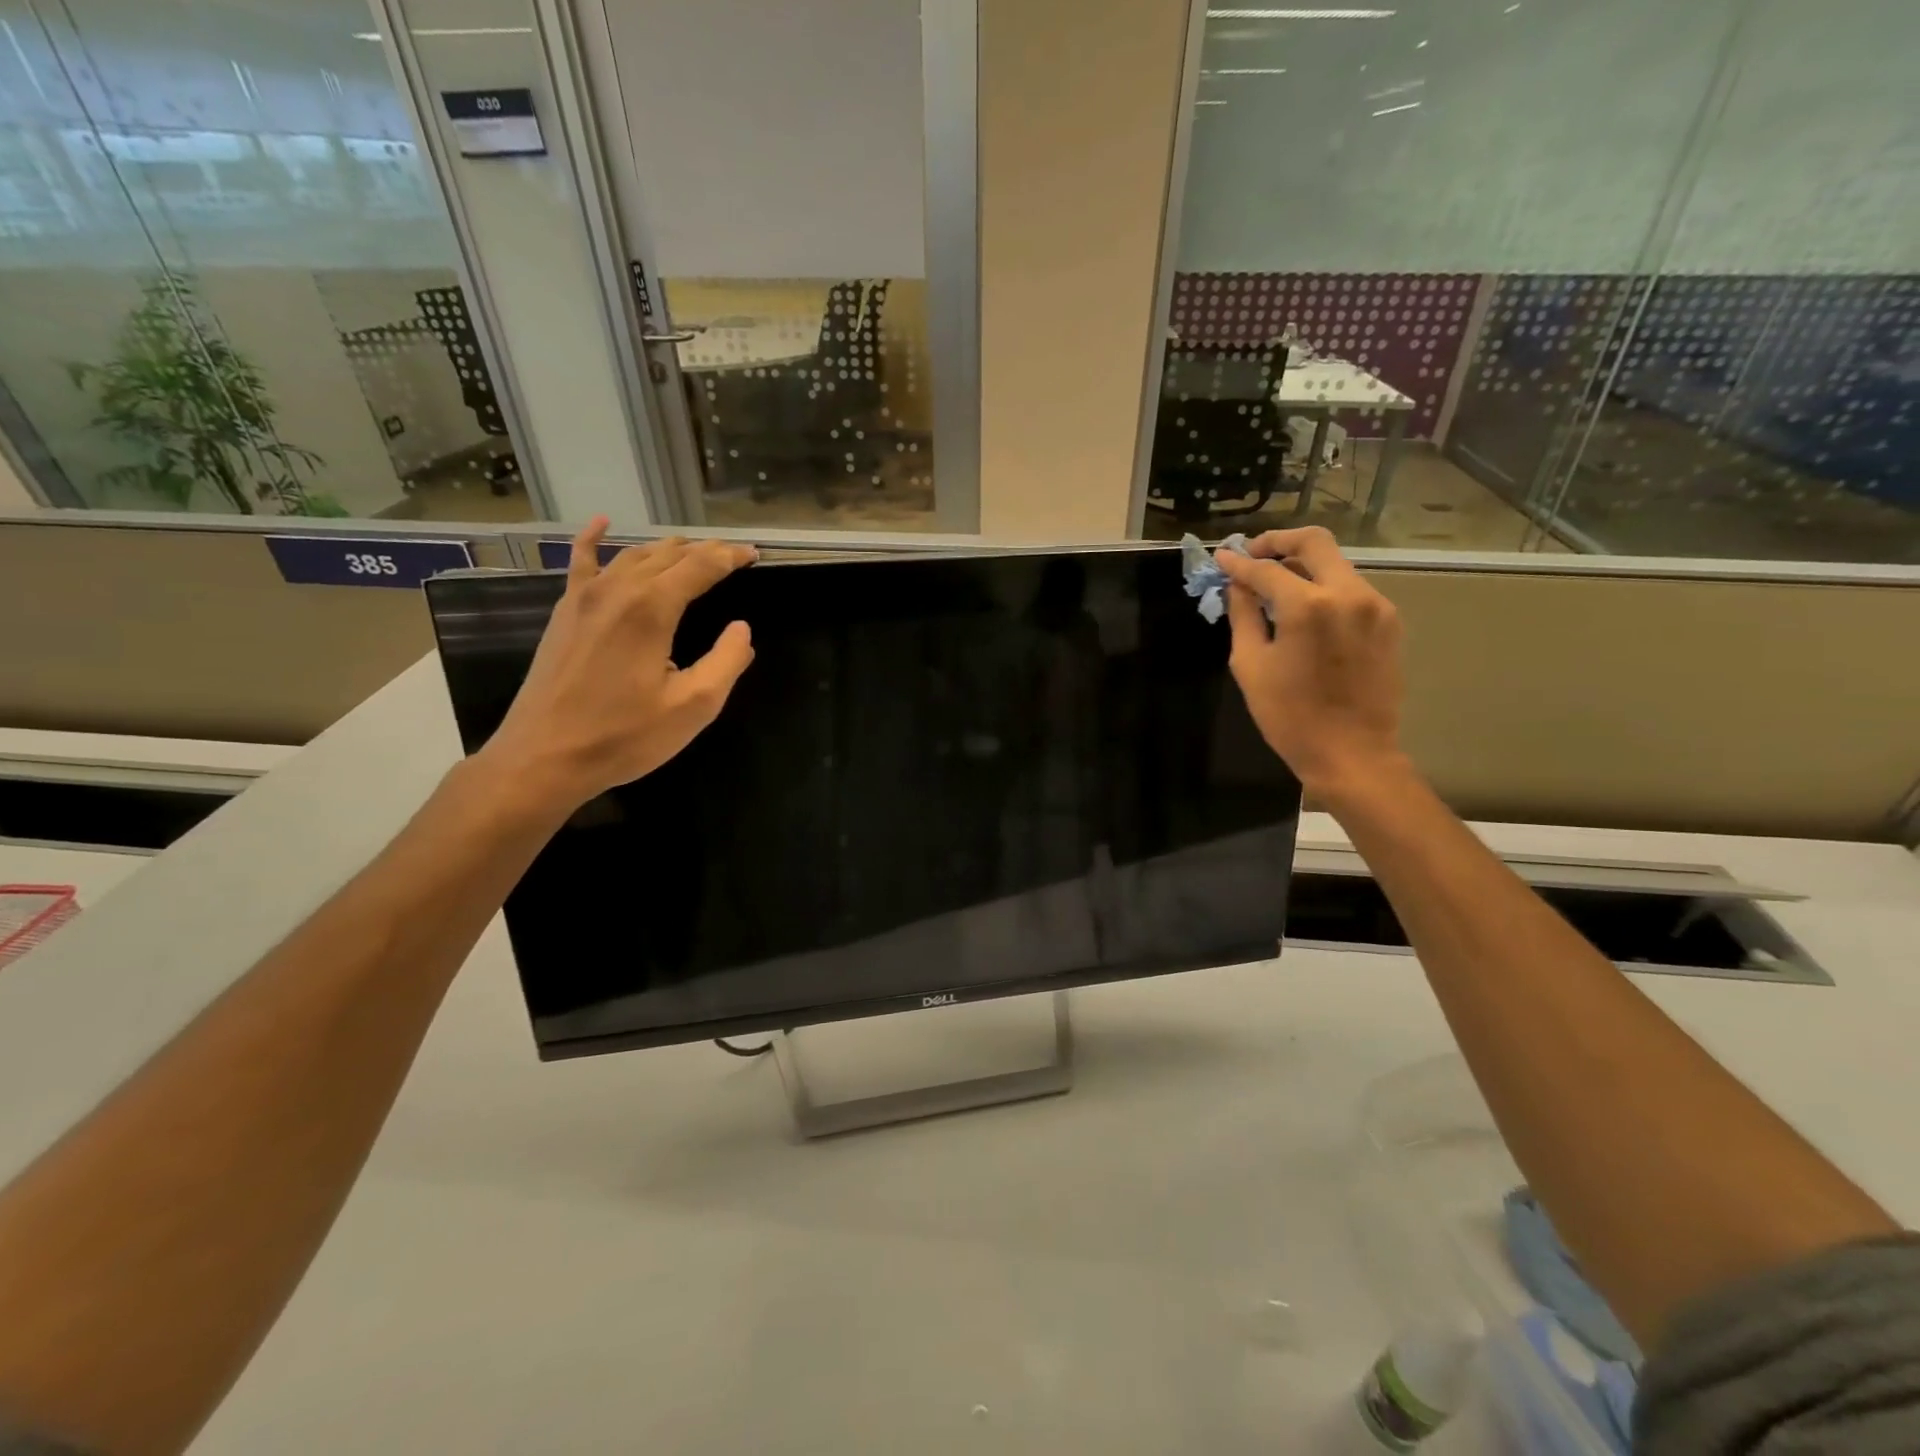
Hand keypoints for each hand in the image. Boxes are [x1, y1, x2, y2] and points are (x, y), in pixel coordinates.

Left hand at [478, 518, 756, 809]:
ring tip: (692, 553)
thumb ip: (726, 662)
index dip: (731, 557)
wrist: (544, 757)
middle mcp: (617, 590)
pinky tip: (601, 524)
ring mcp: (584, 597)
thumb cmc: (624, 736)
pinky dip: (594, 540)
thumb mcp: (693, 707)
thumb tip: (741, 629)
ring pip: (632, 555)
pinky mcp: (564, 612)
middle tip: (733, 557)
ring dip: (667, 550)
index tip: (755, 556)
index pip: (700, 566)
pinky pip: (581, 563)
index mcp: (652, 609)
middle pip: (669, 555)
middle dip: (705, 551)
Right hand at [1214, 527, 1406, 800]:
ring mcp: (1375, 606)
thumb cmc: (1289, 716)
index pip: (1266, 569)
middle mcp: (1348, 593)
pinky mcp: (1389, 622)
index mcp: (1308, 605)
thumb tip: (1237, 585)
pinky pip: (1351, 590)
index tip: (1222, 557)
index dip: (1239, 563)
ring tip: (1275, 586)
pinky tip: (1305, 611)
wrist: (1352, 753)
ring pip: (1336, 565)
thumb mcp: (1250, 665)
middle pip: (1315, 542)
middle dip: (1279, 542)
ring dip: (1303, 567)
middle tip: (1253, 554)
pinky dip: (1324, 589)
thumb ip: (1243, 616)